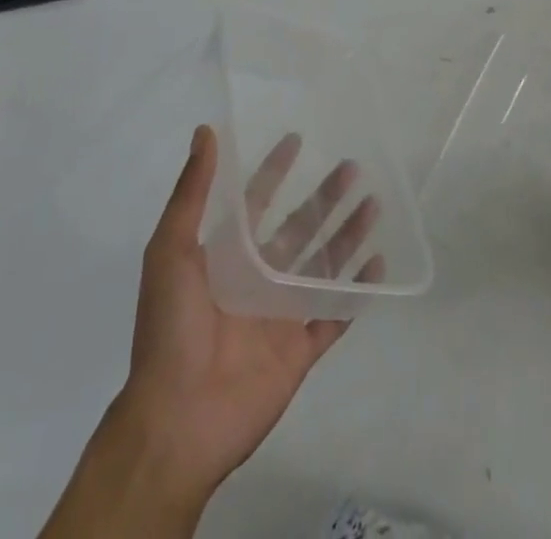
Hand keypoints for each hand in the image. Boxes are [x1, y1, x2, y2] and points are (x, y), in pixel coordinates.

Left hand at [119, 124, 379, 498]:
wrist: (177, 419)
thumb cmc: (170, 328)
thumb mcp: (170, 250)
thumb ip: (192, 192)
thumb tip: (205, 131)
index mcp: (227, 255)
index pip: (257, 201)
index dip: (275, 170)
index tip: (297, 138)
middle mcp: (258, 277)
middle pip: (300, 227)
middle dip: (325, 197)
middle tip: (353, 166)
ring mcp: (281, 314)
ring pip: (324, 264)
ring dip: (348, 234)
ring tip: (374, 204)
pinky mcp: (300, 350)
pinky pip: (336, 314)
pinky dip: (359, 290)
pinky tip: (380, 264)